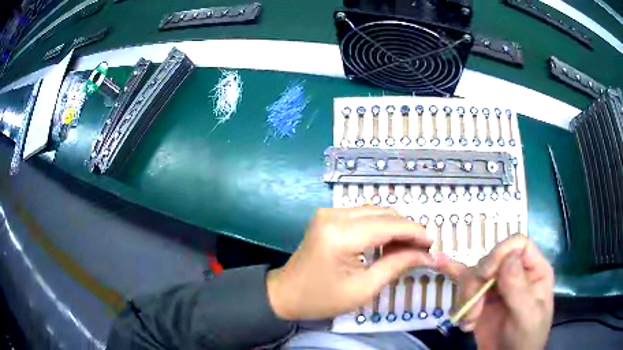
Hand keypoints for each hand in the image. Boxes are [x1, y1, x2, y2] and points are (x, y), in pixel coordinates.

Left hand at [266, 207, 435, 320]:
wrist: (286, 294)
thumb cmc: (322, 298)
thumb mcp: (364, 289)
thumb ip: (397, 265)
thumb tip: (426, 254)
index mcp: (340, 235)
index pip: (389, 225)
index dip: (415, 232)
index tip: (432, 244)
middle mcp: (333, 215)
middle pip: (383, 213)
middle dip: (407, 229)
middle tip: (421, 249)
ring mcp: (328, 212)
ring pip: (375, 211)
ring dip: (395, 227)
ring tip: (407, 248)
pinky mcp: (328, 216)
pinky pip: (363, 215)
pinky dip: (380, 226)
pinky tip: (388, 242)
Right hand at [438, 234, 553, 349]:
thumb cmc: (526, 338)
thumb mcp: (527, 316)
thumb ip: (519, 289)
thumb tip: (506, 259)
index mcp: (533, 270)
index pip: (516, 244)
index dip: (500, 253)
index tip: (485, 276)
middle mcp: (514, 273)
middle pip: (490, 260)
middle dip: (477, 285)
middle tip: (473, 312)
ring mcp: (496, 286)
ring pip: (474, 275)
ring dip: (466, 298)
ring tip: (468, 321)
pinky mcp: (480, 299)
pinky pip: (465, 283)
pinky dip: (452, 272)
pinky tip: (440, 263)